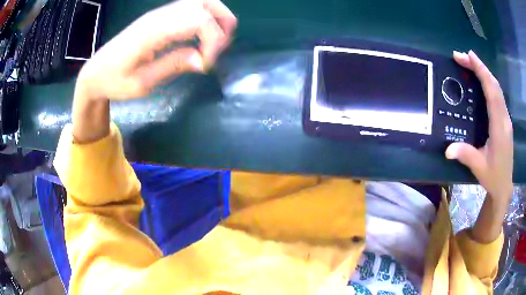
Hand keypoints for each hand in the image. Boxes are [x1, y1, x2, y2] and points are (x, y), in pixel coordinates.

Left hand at [71, 0, 235, 143]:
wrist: (95, 73)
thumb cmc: (114, 82)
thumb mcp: (141, 84)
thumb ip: (172, 66)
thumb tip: (202, 60)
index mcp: (152, 32)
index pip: (197, 20)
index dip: (212, 40)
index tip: (206, 64)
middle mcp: (159, 16)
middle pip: (204, 3)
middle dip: (222, 24)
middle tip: (220, 49)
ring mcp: (159, 14)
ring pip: (200, 1)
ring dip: (217, 17)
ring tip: (218, 40)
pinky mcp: (159, 17)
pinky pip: (190, 7)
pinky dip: (206, 17)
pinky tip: (204, 34)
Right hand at [446, 51, 512, 201]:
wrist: (504, 187)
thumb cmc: (494, 177)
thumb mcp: (479, 168)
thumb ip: (465, 155)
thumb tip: (447, 148)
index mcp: (499, 127)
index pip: (492, 93)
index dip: (482, 72)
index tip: (469, 56)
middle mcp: (504, 118)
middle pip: (494, 85)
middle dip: (479, 67)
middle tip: (462, 57)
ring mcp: (506, 118)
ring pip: (497, 88)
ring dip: (484, 73)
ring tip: (469, 63)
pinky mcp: (505, 120)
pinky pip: (497, 95)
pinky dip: (488, 82)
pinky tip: (481, 80)